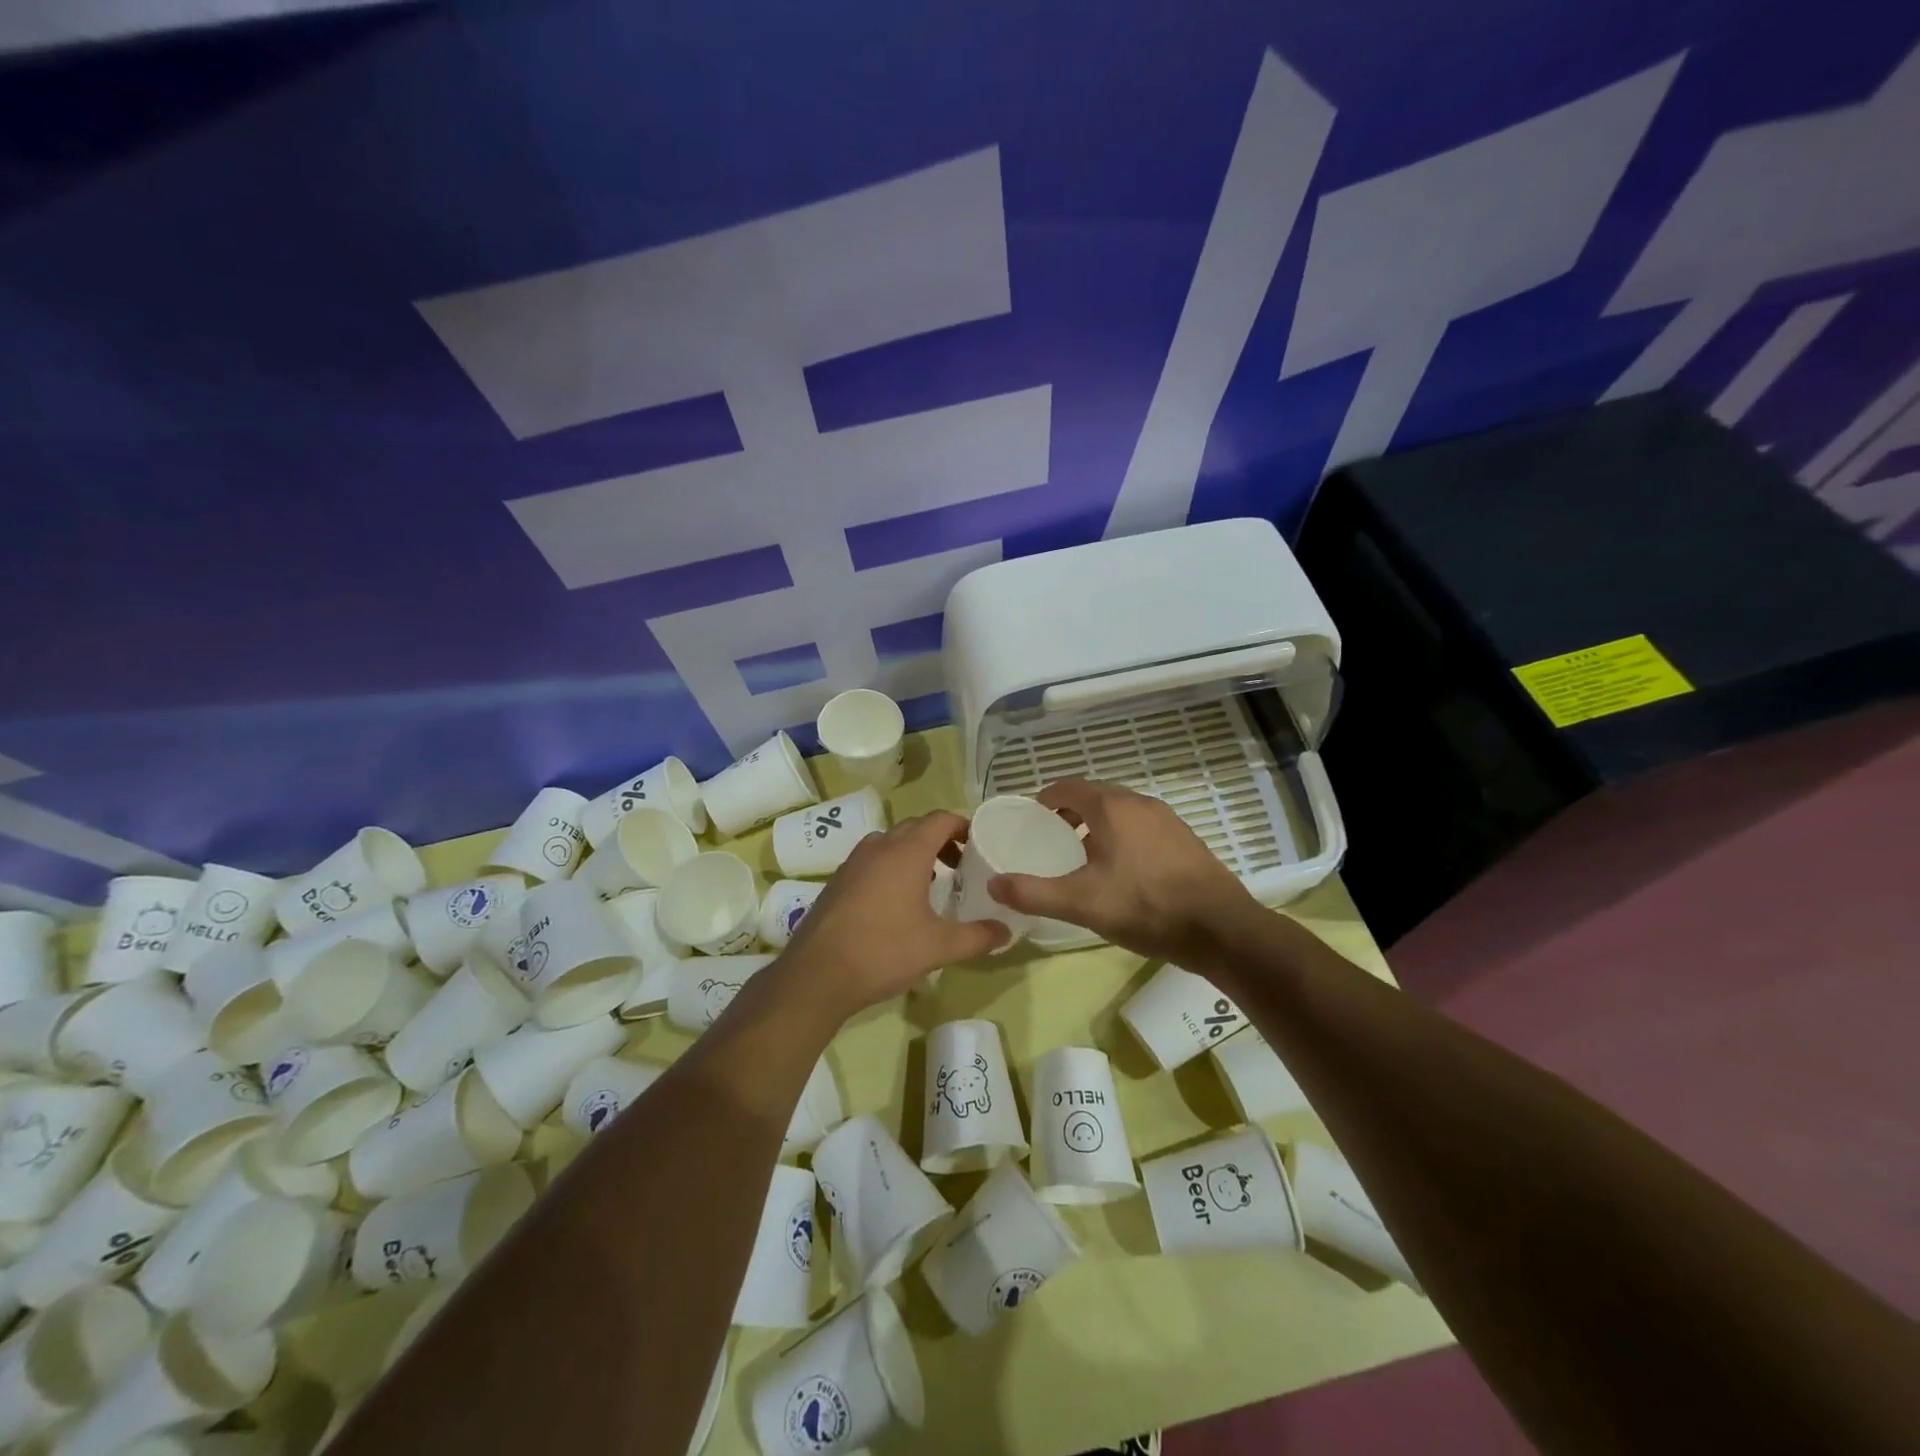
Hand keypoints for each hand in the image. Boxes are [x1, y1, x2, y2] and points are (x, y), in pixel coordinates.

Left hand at [777, 810, 1005, 1018]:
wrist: (818, 974)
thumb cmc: (884, 950)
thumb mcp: (939, 947)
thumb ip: (977, 937)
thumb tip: (1006, 933)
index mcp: (907, 851)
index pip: (940, 819)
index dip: (963, 826)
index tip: (979, 845)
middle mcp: (879, 847)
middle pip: (915, 827)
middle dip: (940, 840)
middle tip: (960, 867)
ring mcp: (853, 862)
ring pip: (890, 843)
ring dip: (913, 853)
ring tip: (930, 884)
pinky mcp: (837, 881)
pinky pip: (871, 860)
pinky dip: (890, 868)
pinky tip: (895, 903)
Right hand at [987, 778, 1253, 962]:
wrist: (1220, 929)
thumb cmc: (1145, 907)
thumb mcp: (1081, 903)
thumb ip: (1033, 892)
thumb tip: (993, 883)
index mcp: (1111, 807)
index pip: (1068, 787)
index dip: (1046, 799)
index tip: (1031, 819)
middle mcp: (1140, 803)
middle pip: (1095, 796)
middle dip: (1070, 812)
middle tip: (1052, 839)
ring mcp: (1167, 819)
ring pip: (1121, 811)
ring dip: (1098, 824)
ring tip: (1084, 857)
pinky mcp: (1185, 839)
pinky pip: (1143, 827)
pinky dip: (1123, 836)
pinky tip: (1124, 871)